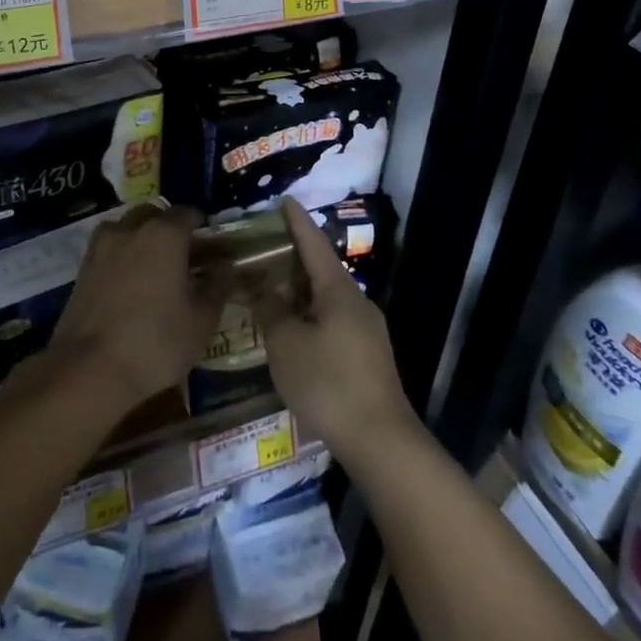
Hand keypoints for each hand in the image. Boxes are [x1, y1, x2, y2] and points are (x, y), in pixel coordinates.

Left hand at [49, 203, 224, 410]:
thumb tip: (225, 265)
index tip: (211, 245)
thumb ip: (218, 286)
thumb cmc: (156, 342)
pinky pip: (110, 249)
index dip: (202, 226)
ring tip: (155, 271)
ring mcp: (102, 246)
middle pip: (155, 216)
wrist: (90, 369)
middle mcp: (131, 229)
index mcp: (164, 234)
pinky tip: (130, 285)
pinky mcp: (82, 267)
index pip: (188, 213)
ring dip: (143, 240)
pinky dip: (123, 256)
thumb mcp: (201, 321)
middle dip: (170, 229)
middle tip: (184, 258)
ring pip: (128, 229)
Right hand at [254, 198, 415, 465]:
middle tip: (264, 250)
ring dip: (301, 291)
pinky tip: (294, 331)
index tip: (284, 200)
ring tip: (272, 290)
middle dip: (294, 258)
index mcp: (338, 290)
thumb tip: (260, 285)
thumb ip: (270, 309)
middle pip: (322, 269)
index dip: (297, 222)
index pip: (313, 244)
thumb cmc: (327, 383)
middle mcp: (357, 301)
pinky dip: (311, 315)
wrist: (380, 439)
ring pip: (328, 298)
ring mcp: (367, 329)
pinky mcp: (369, 355)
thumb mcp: (286, 344)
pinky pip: (334, 320)